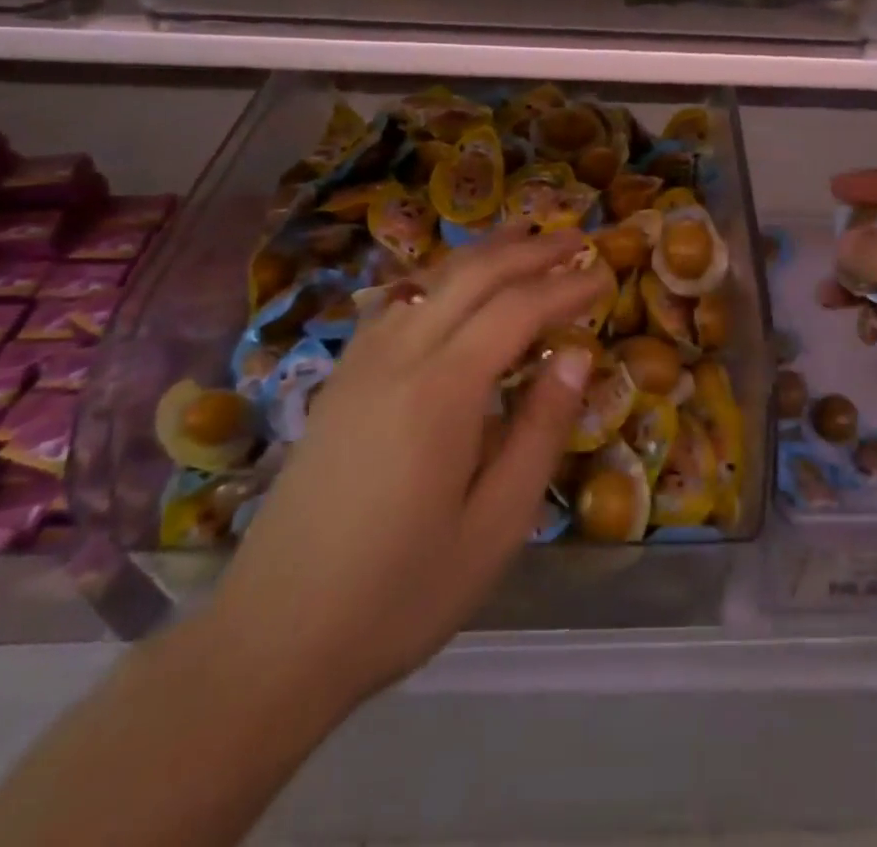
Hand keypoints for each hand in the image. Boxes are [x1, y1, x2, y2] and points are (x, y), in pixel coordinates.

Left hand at [209, 227, 605, 703]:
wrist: (272, 640)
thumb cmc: (400, 593)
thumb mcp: (495, 526)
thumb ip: (540, 431)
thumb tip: (574, 356)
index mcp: (442, 392)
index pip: (516, 310)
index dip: (565, 286)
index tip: (604, 273)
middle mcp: (398, 358)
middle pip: (472, 276)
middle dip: (529, 251)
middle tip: (575, 238)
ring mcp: (359, 365)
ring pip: (429, 281)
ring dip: (482, 254)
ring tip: (523, 237)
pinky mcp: (338, 382)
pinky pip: (395, 305)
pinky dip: (437, 280)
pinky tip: (449, 286)